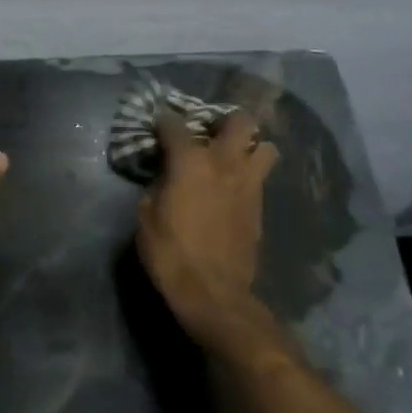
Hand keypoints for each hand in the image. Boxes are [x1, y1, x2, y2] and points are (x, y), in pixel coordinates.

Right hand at [136, 109, 280, 356]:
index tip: (157, 122)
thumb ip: (157, 185)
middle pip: (239, 121)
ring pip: (265, 147)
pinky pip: (261, 177)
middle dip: (225, 120)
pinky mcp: (261, 207)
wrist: (213, 293)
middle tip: (209, 132)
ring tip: (232, 157)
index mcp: (190, 161)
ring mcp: (249, 184)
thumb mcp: (146, 216)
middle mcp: (225, 163)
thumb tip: (165, 175)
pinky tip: (234, 187)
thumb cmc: (170, 253)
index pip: (175, 124)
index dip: (163, 119)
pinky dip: (249, 175)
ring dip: (249, 147)